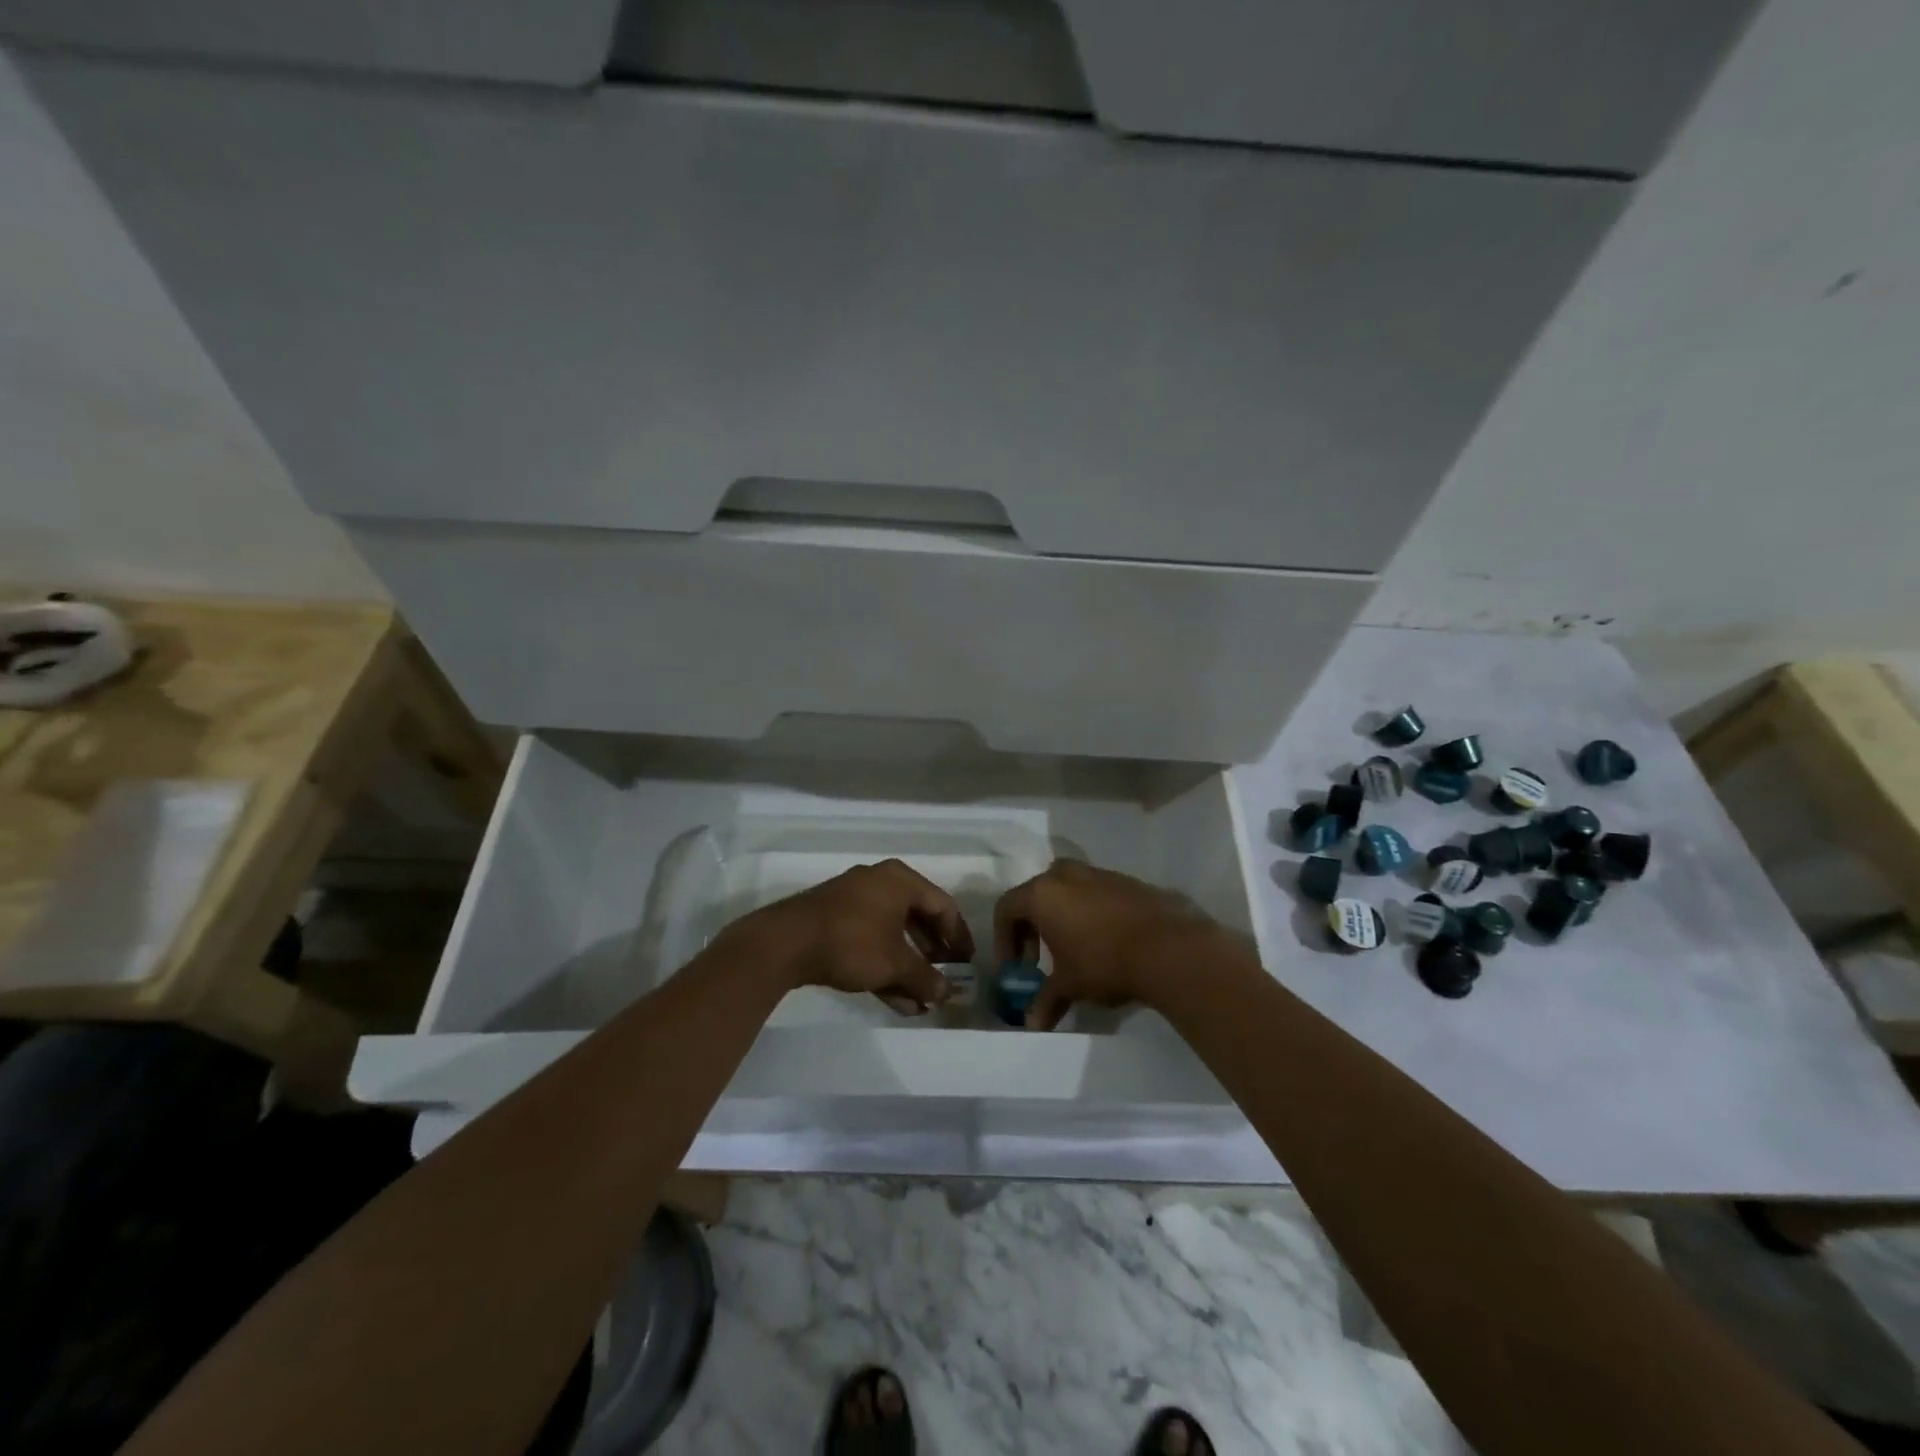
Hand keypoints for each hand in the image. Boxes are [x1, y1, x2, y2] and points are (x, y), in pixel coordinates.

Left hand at [724, 859, 974, 1013]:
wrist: (785, 943)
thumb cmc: (852, 942)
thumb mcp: (895, 963)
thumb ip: (925, 978)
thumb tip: (946, 994)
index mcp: (900, 881)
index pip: (942, 905)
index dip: (959, 936)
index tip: (967, 962)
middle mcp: (879, 883)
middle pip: (917, 919)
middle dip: (932, 955)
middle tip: (945, 979)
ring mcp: (853, 902)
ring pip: (892, 935)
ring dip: (908, 967)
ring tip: (921, 1000)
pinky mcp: (833, 922)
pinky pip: (870, 942)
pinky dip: (884, 966)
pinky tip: (896, 1000)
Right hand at [993, 860, 1233, 1029]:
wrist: (1168, 947)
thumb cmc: (1104, 962)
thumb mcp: (1069, 985)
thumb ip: (1046, 1001)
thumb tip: (1032, 1024)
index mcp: (1042, 894)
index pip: (1006, 908)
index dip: (1004, 939)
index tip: (1015, 968)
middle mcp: (1065, 875)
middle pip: (1036, 894)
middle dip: (1032, 927)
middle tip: (1039, 959)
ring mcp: (1098, 874)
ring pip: (1067, 890)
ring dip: (1062, 917)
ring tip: (1073, 951)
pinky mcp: (1126, 881)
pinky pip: (1095, 893)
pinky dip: (1090, 913)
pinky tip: (1105, 942)